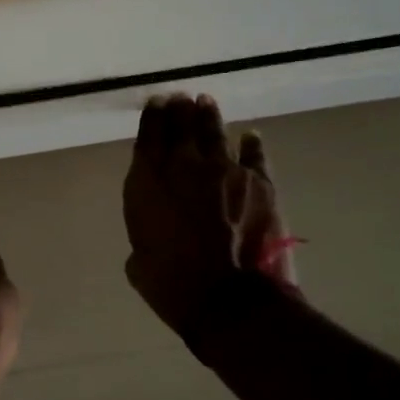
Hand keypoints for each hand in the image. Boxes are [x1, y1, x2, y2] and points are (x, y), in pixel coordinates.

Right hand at [123, 94, 297, 338]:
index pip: (148, 135)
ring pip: (215, 131)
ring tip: (205, 101)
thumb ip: (145, 233)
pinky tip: (250, 135)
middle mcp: (184, 165)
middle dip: (179, 109)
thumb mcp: (139, 261)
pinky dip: (252, 144)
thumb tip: (155, 231)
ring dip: (208, 114)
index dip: (152, 116)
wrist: (231, 301)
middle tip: (180, 97)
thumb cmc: (173, 286)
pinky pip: (255, 155)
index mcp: (148, 181)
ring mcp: (225, 170)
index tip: (156, 102)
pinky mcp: (260, 183)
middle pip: (181, 125)